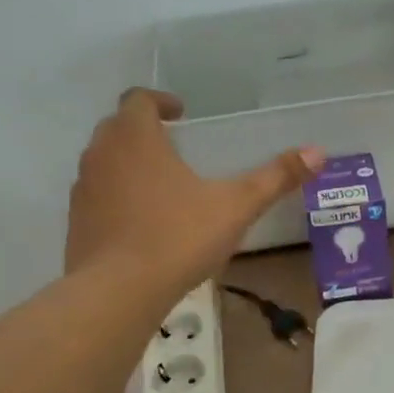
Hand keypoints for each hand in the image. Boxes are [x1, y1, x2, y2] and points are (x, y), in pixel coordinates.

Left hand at [65, 89, 321, 293]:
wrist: (117, 293)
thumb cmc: (178, 237)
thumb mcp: (236, 206)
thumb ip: (275, 178)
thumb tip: (318, 152)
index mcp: (135, 138)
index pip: (138, 99)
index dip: (160, 101)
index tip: (182, 114)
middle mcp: (101, 154)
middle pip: (118, 127)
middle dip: (145, 130)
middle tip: (176, 146)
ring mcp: (83, 189)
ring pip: (104, 161)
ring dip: (129, 163)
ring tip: (163, 185)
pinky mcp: (75, 223)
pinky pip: (97, 196)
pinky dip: (117, 196)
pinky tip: (143, 223)